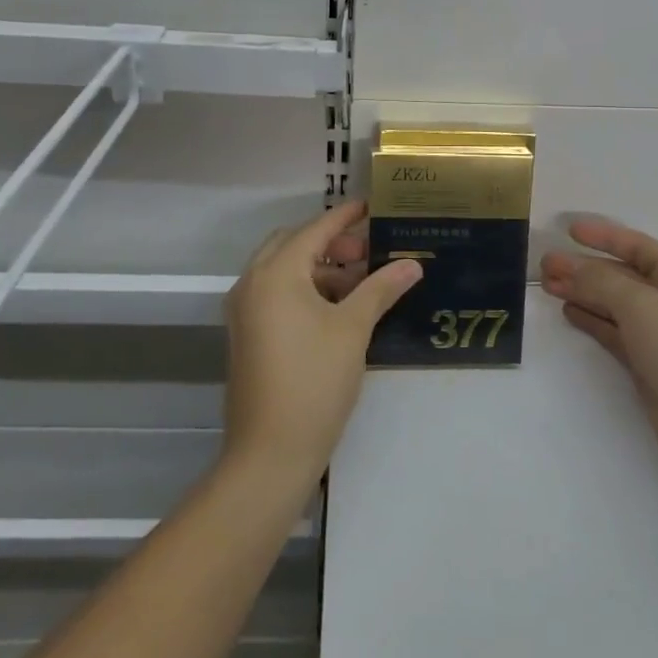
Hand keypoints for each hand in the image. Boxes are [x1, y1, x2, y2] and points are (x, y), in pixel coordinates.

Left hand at [222, 200, 421, 485]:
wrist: (270, 452)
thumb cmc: (315, 381)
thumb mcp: (353, 329)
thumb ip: (381, 289)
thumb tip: (413, 264)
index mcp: (275, 274)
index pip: (314, 230)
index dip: (344, 216)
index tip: (370, 206)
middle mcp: (252, 284)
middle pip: (293, 245)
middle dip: (330, 243)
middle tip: (367, 252)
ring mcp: (244, 311)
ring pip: (284, 271)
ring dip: (319, 268)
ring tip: (360, 284)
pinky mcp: (247, 335)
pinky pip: (276, 295)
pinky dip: (305, 290)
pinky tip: (337, 309)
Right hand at [541, 218, 657, 481]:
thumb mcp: (640, 304)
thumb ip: (599, 280)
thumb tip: (564, 266)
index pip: (636, 245)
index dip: (602, 236)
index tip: (568, 230)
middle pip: (620, 274)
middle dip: (584, 268)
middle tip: (545, 265)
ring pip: (613, 303)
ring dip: (582, 292)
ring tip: (547, 286)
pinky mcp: (647, 361)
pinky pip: (614, 330)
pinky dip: (591, 319)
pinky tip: (568, 311)